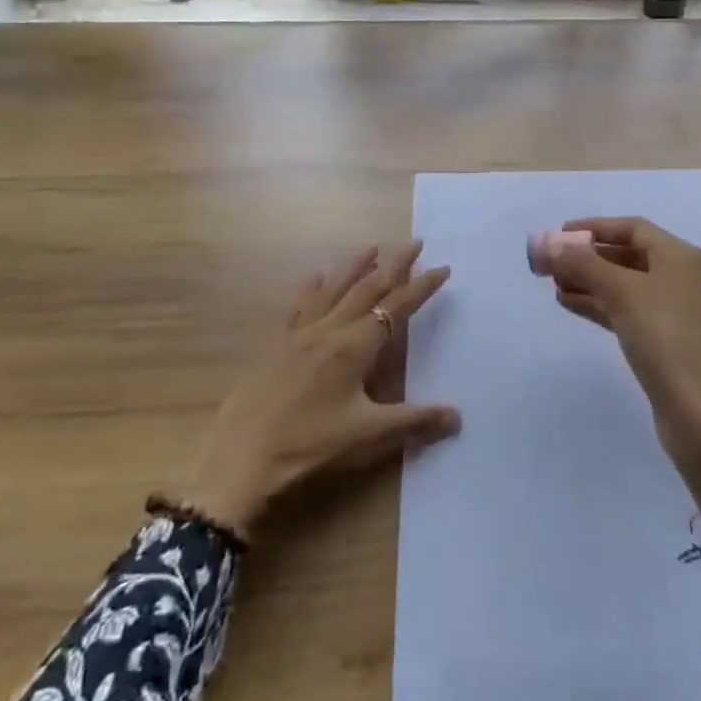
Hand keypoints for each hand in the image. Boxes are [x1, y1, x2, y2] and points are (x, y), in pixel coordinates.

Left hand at [185, 242, 460, 536]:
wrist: (242, 457)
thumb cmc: (310, 445)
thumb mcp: (367, 435)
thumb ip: (413, 421)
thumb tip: (457, 416)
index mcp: (356, 347)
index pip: (397, 307)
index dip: (422, 288)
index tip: (442, 268)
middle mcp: (331, 330)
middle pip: (367, 288)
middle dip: (394, 264)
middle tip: (414, 243)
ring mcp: (301, 334)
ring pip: (334, 289)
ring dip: (355, 266)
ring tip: (371, 246)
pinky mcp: (279, 345)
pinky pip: (300, 306)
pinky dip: (312, 288)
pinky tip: (315, 276)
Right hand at [545, 218, 700, 540]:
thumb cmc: (665, 338)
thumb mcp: (621, 292)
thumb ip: (582, 264)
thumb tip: (545, 244)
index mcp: (680, 257)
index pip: (632, 228)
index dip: (595, 227)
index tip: (559, 235)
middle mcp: (682, 279)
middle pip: (628, 256)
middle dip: (588, 257)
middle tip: (551, 263)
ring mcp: (677, 314)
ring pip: (626, 286)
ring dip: (590, 282)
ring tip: (554, 285)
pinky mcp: (668, 343)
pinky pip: (628, 312)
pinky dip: (601, 306)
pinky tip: (572, 305)